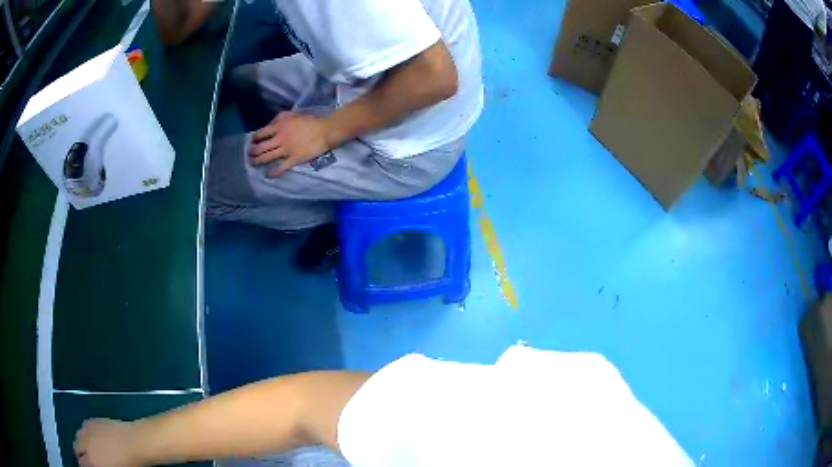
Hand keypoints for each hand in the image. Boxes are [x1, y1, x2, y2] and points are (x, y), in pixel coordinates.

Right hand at [75, 419, 141, 466]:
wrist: (136, 443)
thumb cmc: (130, 463)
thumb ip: (99, 466)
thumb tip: (93, 465)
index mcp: (92, 460)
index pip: (81, 463)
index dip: (82, 465)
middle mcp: (86, 443)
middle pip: (76, 447)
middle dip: (79, 454)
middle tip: (85, 460)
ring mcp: (88, 429)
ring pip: (78, 436)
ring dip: (81, 442)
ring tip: (88, 450)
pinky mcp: (92, 420)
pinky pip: (84, 427)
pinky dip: (85, 433)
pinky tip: (93, 439)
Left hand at [250, 112, 331, 177]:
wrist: (325, 130)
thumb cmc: (310, 120)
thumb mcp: (293, 114)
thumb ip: (279, 118)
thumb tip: (269, 125)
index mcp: (279, 126)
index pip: (260, 133)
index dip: (253, 138)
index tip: (251, 142)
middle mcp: (280, 138)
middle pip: (260, 147)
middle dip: (252, 152)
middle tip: (249, 155)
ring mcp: (286, 150)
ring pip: (267, 157)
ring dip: (257, 161)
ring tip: (253, 163)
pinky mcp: (294, 159)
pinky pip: (281, 167)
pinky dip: (273, 172)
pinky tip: (269, 174)